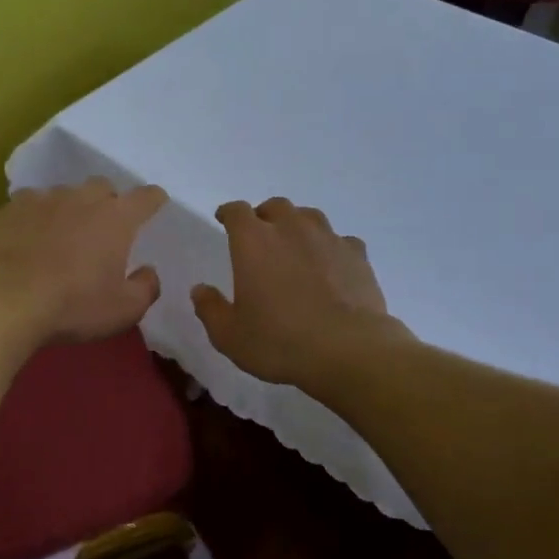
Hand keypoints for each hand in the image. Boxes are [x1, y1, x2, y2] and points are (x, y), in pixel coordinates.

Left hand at [0, 178, 168, 344]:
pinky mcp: (11, 208)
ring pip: (65, 193)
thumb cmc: (72, 306)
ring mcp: (44, 199)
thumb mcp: (123, 310)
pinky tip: (29, 236)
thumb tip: (148, 271)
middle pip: (103, 188)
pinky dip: (37, 216)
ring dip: (70, 209)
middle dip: (108, 203)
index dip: (153, 200)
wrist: (3, 300)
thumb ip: (145, 288)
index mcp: (117, 218)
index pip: (146, 197)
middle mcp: (83, 198)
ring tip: (63, 234)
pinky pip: (32, 203)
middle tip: (104, 229)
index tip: (155, 205)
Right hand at [192, 197, 403, 388]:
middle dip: (264, 216)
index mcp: (253, 242)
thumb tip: (200, 290)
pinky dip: (331, 248)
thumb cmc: (279, 342)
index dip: (229, 213)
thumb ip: (210, 309)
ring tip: (295, 244)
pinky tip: (331, 265)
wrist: (349, 351)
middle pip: (275, 206)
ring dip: (298, 225)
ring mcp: (328, 239)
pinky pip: (341, 241)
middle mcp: (291, 229)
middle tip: (260, 235)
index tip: (224, 219)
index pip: (237, 211)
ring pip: (310, 216)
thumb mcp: (229, 335)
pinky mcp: (357, 255)